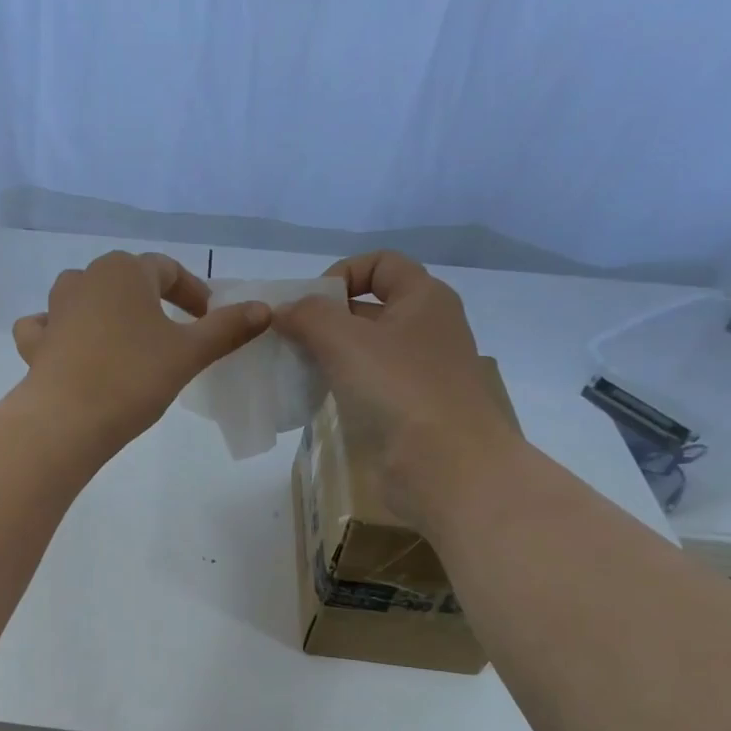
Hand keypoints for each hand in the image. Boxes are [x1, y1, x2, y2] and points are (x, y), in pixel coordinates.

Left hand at [11, 251, 269, 448]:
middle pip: (125, 280)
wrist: (67, 420)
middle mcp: (85, 279)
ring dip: (106, 311)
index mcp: (124, 270)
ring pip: (84, 297)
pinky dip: (58, 332)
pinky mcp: (35, 343)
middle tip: (172, 333)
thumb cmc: (133, 378)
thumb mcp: (189, 353)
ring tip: (125, 341)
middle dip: (151, 301)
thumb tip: (265, 309)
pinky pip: (47, 327)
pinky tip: (69, 348)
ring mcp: (53, 310)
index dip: (193, 292)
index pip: (168, 270)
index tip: (209, 319)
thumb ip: (227, 328)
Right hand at [272, 250, 520, 525]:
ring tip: (294, 370)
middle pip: (369, 306)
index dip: (340, 273)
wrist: (447, 467)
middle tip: (287, 341)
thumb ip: (308, 316)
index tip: (307, 306)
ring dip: (328, 355)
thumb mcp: (345, 341)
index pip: (380, 263)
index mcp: (424, 298)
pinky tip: (315, 400)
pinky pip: (368, 385)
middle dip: (325, 318)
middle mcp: (426, 328)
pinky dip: (340, 385)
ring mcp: (420, 372)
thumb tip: (283, 310)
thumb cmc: (399, 390)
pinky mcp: (409, 409)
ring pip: (365, 350)